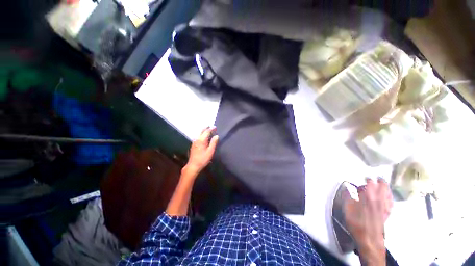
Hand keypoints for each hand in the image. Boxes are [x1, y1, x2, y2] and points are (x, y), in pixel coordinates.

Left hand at [185, 127, 218, 174]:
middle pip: (201, 131)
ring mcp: (194, 142)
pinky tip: (204, 137)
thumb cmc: (203, 159)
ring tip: (208, 130)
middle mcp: (197, 139)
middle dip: (206, 128)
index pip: (207, 131)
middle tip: (211, 126)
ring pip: (199, 133)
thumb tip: (216, 136)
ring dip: (204, 131)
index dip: (211, 128)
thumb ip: (213, 143)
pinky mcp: (193, 145)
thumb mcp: (210, 151)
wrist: (193, 165)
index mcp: (202, 140)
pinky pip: (198, 136)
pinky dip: (201, 134)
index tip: (215, 127)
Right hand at [344, 178, 392, 265]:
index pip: (370, 184)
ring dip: (387, 188)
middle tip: (377, 177)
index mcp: (368, 197)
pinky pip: (391, 202)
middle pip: (382, 187)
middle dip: (380, 181)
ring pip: (388, 194)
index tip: (365, 177)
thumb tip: (346, 188)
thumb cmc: (356, 222)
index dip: (368, 179)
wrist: (369, 239)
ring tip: (384, 184)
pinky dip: (390, 197)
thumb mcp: (347, 208)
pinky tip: (389, 197)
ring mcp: (385, 207)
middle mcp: (379, 200)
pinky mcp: (387, 214)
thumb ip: (347, 196)